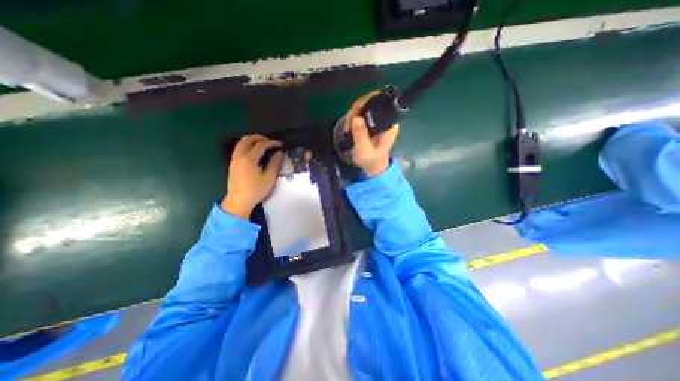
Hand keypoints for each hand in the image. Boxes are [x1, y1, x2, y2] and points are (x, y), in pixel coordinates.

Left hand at [222, 134, 282, 218]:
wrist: (239, 202)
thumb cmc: (256, 191)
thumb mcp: (269, 178)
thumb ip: (274, 164)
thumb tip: (279, 153)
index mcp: (249, 159)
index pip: (261, 145)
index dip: (271, 143)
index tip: (280, 144)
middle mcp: (239, 156)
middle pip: (247, 140)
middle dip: (259, 138)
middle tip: (269, 141)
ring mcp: (234, 160)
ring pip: (240, 144)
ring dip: (251, 141)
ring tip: (262, 145)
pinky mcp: (232, 165)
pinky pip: (238, 150)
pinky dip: (246, 146)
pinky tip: (253, 153)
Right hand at [345, 91, 399, 176]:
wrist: (372, 165)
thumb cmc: (371, 160)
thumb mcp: (364, 150)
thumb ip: (361, 135)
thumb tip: (356, 118)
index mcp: (389, 124)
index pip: (383, 102)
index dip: (368, 101)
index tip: (356, 113)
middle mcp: (386, 118)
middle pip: (372, 100)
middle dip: (358, 108)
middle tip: (349, 122)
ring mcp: (378, 119)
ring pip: (365, 104)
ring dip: (354, 112)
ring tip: (348, 127)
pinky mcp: (372, 121)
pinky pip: (362, 111)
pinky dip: (353, 116)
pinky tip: (349, 126)